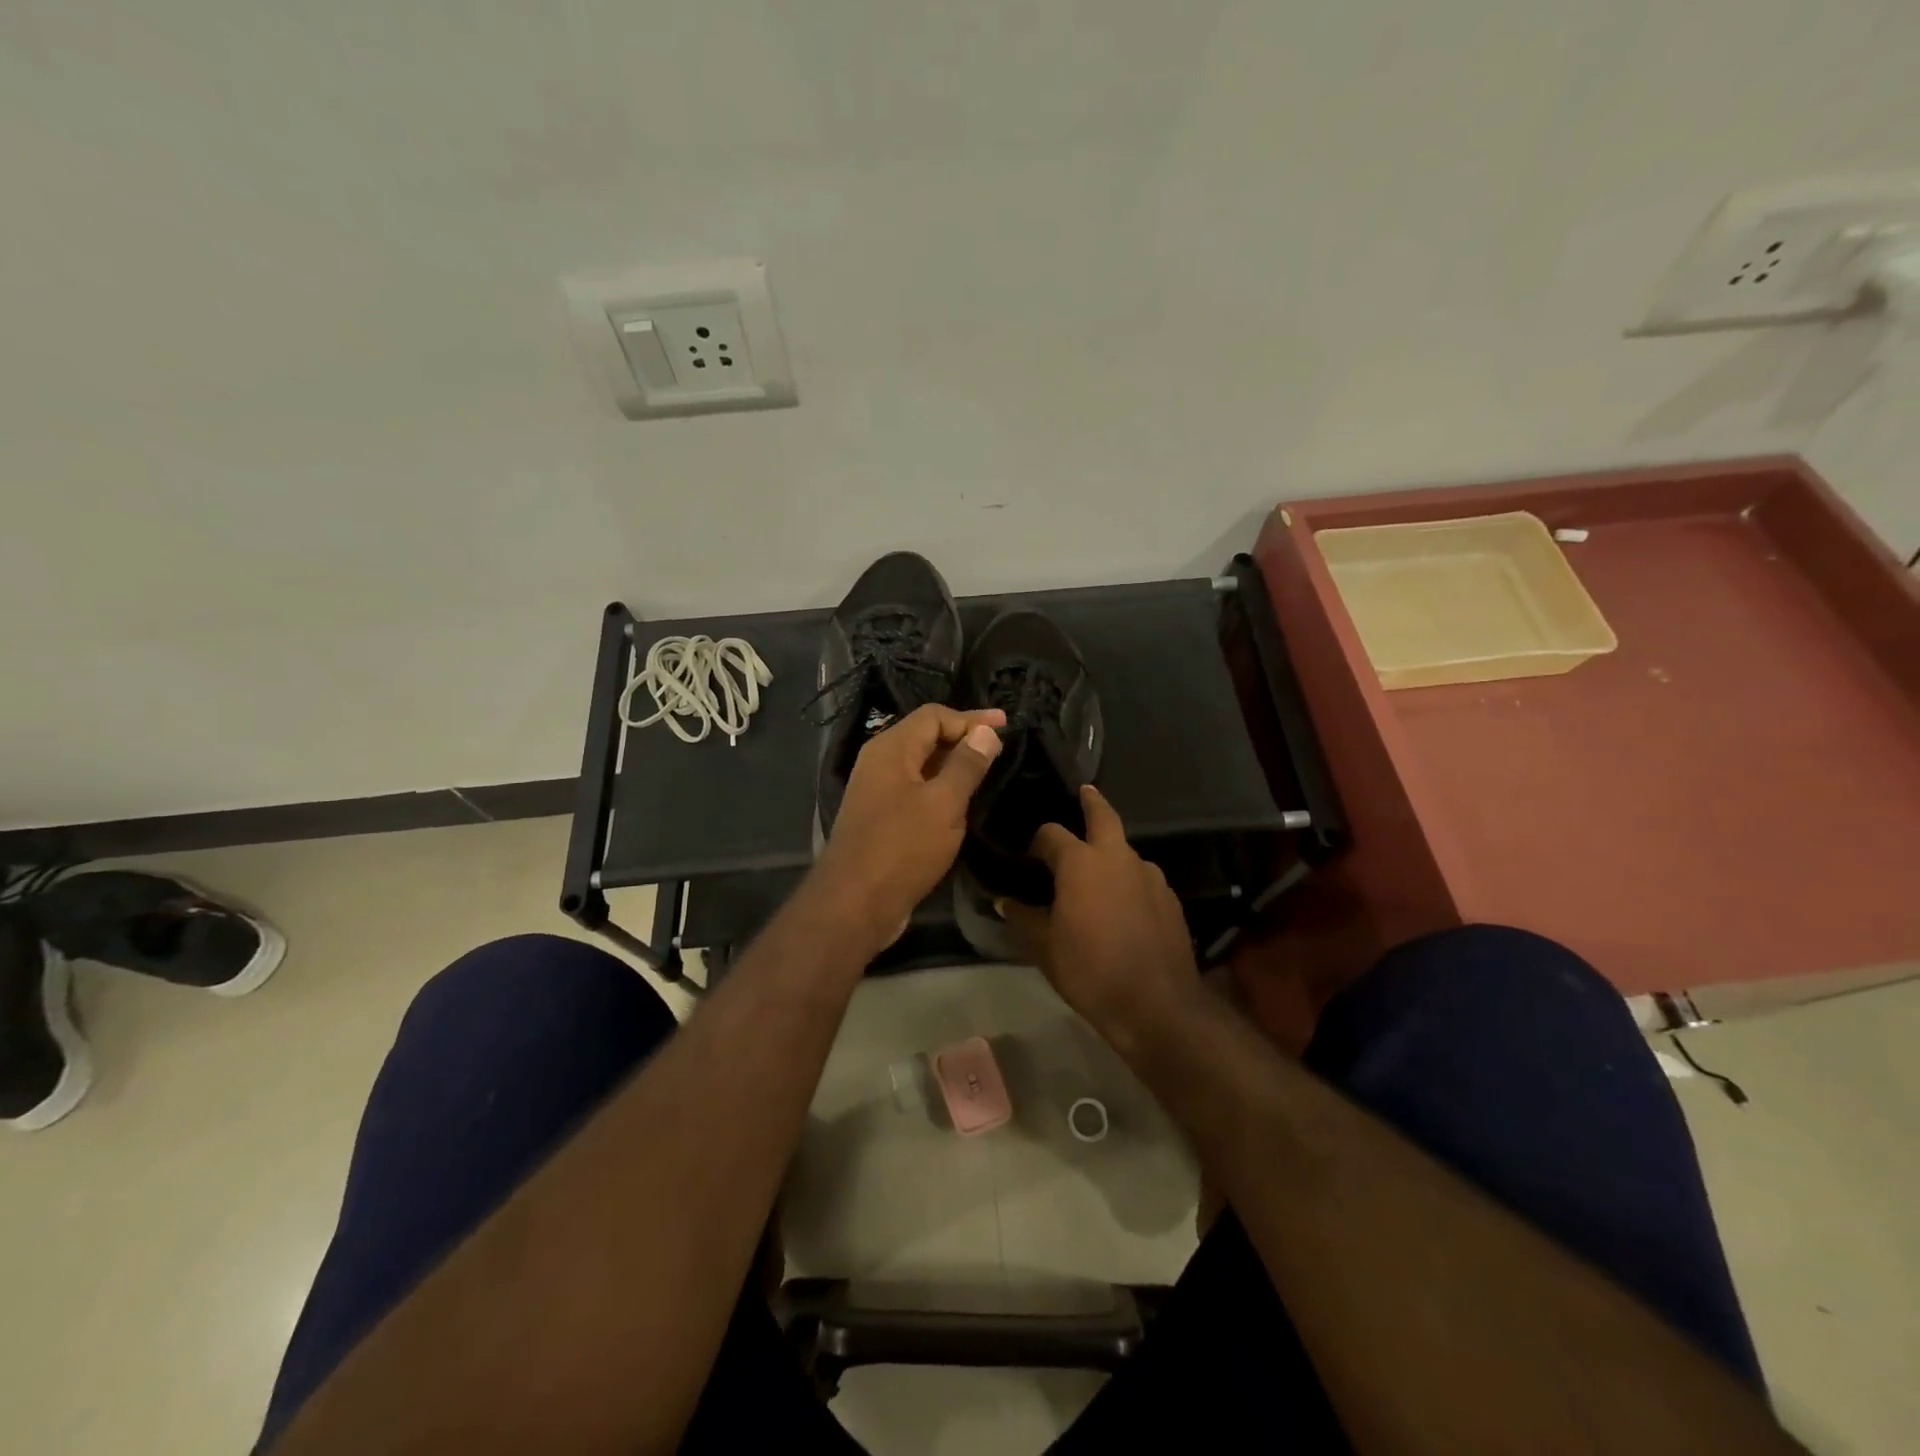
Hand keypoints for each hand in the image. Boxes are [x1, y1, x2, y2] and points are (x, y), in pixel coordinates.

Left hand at [813, 704, 1004, 946]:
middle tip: (1000, 746)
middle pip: (925, 736)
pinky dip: (940, 788)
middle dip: (963, 737)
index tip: (1005, 726)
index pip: (933, 716)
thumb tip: (986, 732)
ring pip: (921, 765)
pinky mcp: (880, 817)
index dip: (971, 718)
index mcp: (891, 749)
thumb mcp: (944, 803)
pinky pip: (915, 789)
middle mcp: (879, 762)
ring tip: (987, 770)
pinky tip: (961, 802)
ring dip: (953, 764)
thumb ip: (966, 764)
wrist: (855, 904)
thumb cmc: (902, 847)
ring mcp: (877, 791)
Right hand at [1000, 785, 1199, 1043]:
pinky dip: (1128, 880)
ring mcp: (1150, 875)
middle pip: (1103, 815)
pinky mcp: (1170, 897)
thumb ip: (1023, 918)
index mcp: (1081, 862)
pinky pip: (1142, 877)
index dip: (1037, 840)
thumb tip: (1003, 902)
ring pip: (1125, 850)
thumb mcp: (1045, 948)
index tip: (1028, 853)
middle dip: (1091, 801)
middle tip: (1083, 792)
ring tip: (1096, 872)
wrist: (1157, 1004)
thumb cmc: (1091, 970)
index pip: (1051, 834)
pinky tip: (1122, 904)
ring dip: (1110, 852)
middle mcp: (1117, 857)